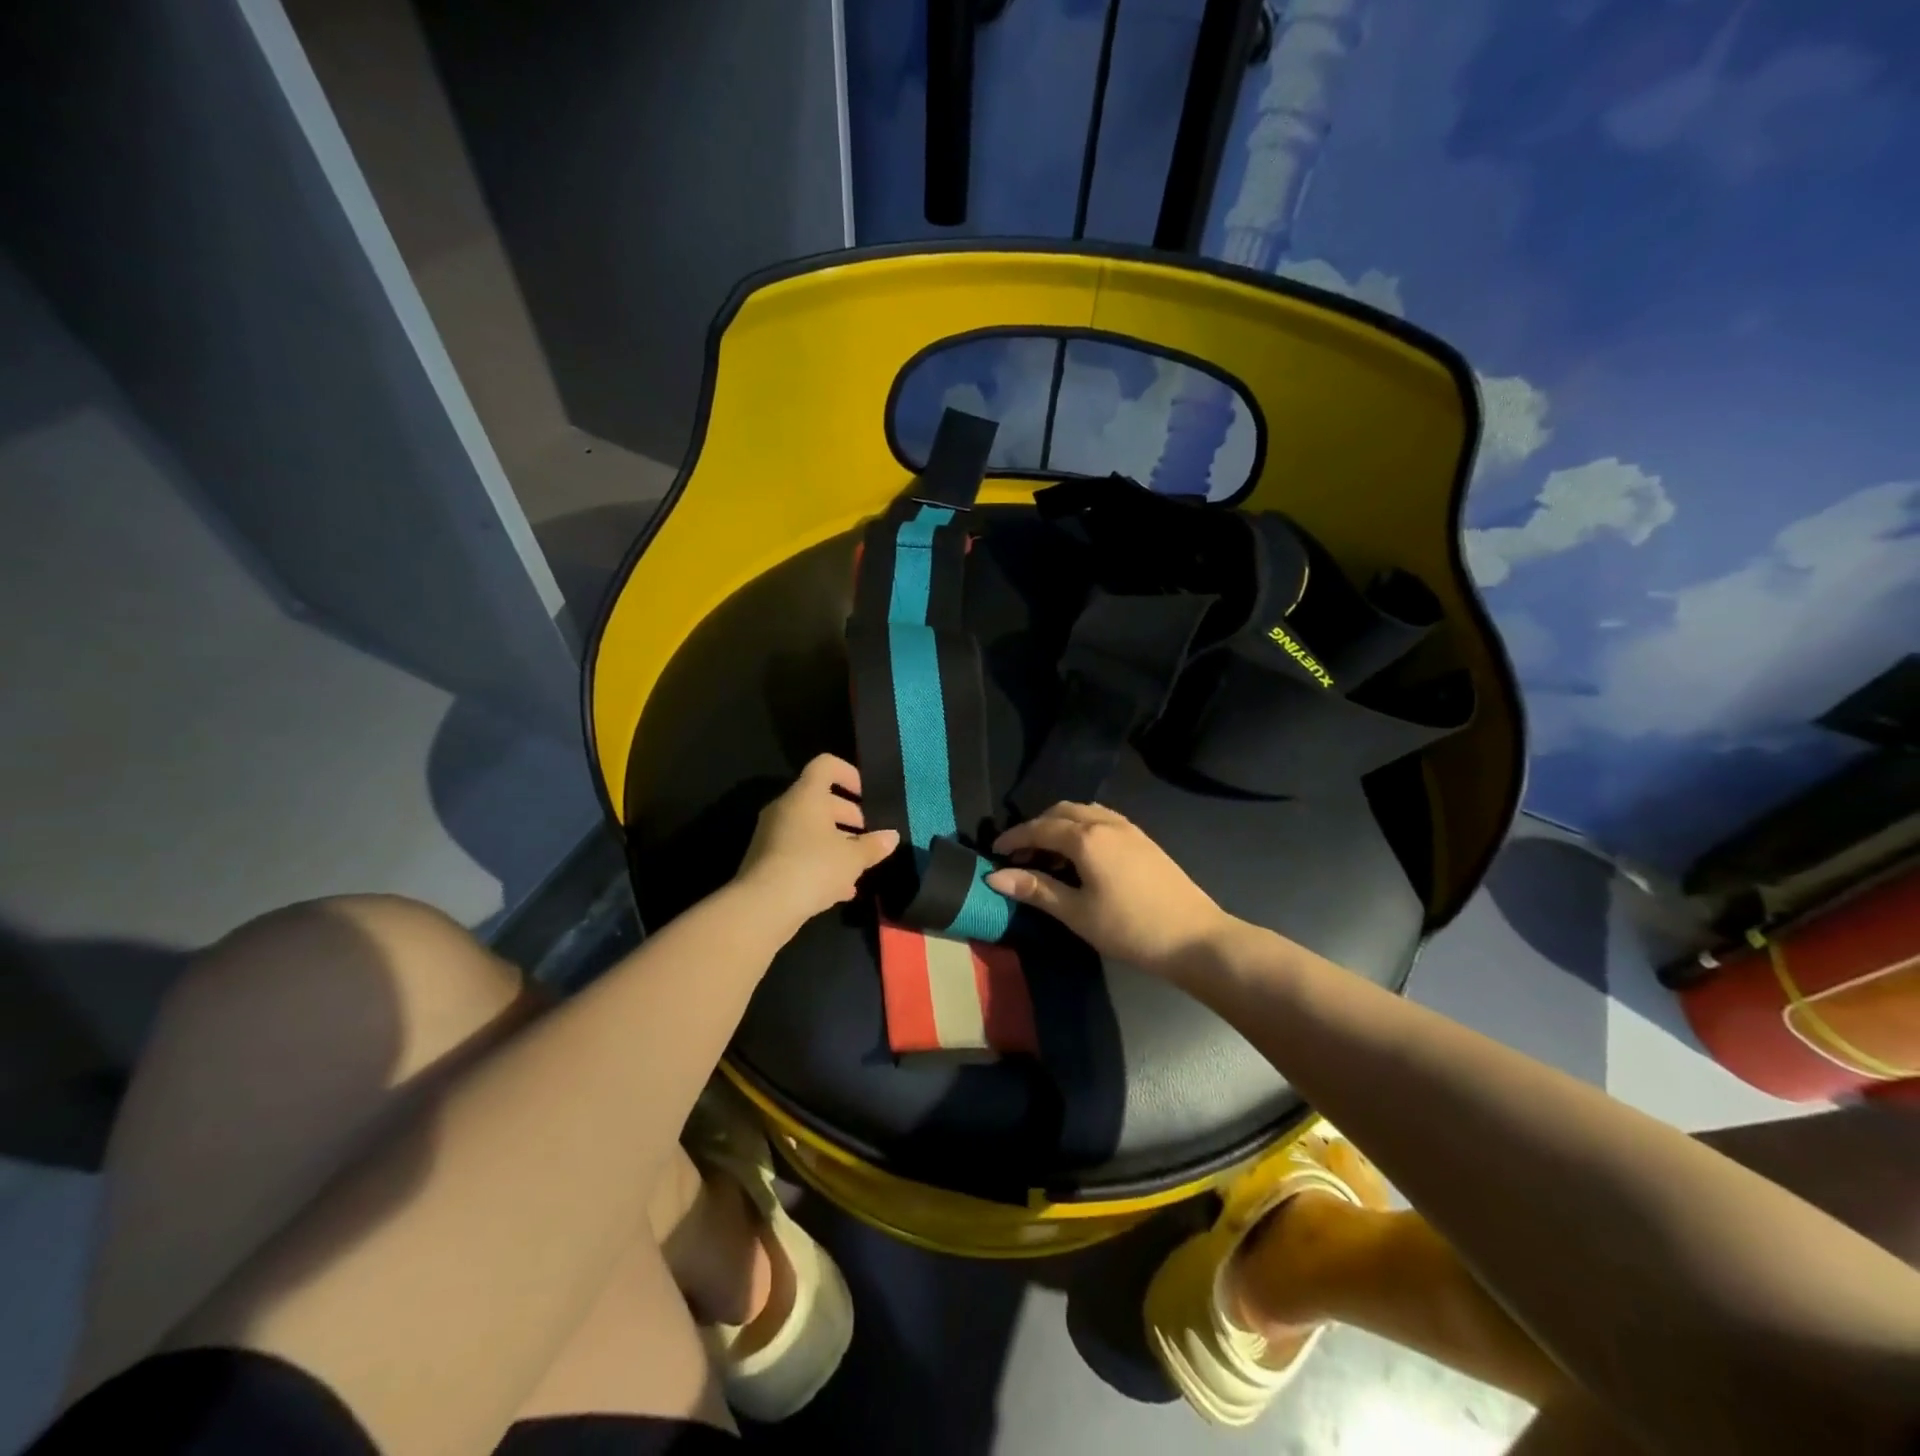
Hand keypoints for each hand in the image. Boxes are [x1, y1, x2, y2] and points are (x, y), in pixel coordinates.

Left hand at [735, 755, 898, 930]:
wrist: (761, 908)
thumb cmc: (812, 868)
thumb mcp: (852, 858)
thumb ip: (873, 845)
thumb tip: (891, 837)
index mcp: (806, 796)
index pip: (826, 765)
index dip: (849, 773)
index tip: (866, 795)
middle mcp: (786, 809)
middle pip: (820, 800)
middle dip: (848, 816)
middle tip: (869, 836)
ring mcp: (772, 835)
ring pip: (810, 829)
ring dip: (836, 843)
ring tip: (859, 865)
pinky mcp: (766, 862)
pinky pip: (799, 852)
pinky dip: (819, 863)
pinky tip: (841, 889)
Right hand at [987, 803, 1228, 972]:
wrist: (1193, 937)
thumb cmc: (1129, 928)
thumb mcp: (1076, 913)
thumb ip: (1036, 889)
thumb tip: (994, 876)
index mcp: (1086, 838)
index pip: (1039, 828)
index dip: (1014, 838)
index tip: (994, 852)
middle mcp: (1105, 823)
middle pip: (1061, 812)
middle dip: (1036, 828)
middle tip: (1020, 856)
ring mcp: (1128, 828)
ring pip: (1084, 812)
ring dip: (1060, 825)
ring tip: (1048, 856)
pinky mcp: (1143, 839)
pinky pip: (1102, 820)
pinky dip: (1082, 828)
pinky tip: (1081, 856)